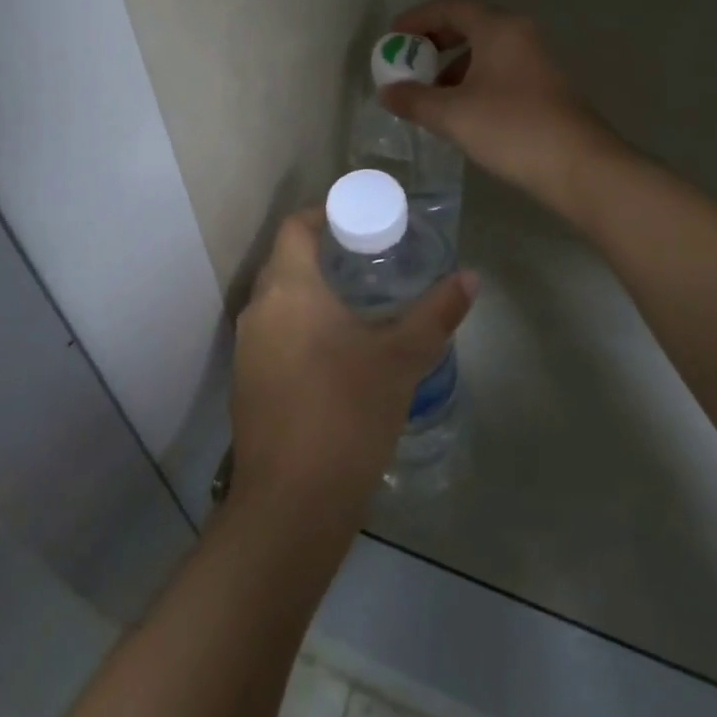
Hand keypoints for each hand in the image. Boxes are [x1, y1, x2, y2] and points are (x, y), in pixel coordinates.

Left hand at [231, 209, 475, 519]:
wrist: (292, 503)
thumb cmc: (346, 414)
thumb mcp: (400, 360)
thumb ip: (437, 314)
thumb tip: (470, 278)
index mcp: (289, 288)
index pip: (295, 227)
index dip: (323, 213)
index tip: (357, 219)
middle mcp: (259, 308)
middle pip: (285, 259)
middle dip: (321, 251)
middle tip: (366, 256)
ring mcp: (247, 346)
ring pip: (278, 298)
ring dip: (309, 289)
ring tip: (355, 299)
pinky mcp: (246, 380)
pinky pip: (273, 331)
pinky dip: (299, 322)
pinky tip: (331, 347)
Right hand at [381, 0, 612, 212]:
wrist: (579, 167)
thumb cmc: (511, 129)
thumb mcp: (452, 115)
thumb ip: (414, 99)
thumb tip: (387, 92)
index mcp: (499, 29)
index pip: (452, 6)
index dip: (418, 17)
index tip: (394, 37)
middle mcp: (520, 35)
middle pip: (471, 24)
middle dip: (435, 40)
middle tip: (410, 60)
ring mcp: (537, 61)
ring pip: (486, 50)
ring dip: (454, 65)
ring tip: (431, 94)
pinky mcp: (545, 87)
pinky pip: (500, 70)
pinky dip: (474, 80)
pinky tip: (462, 111)